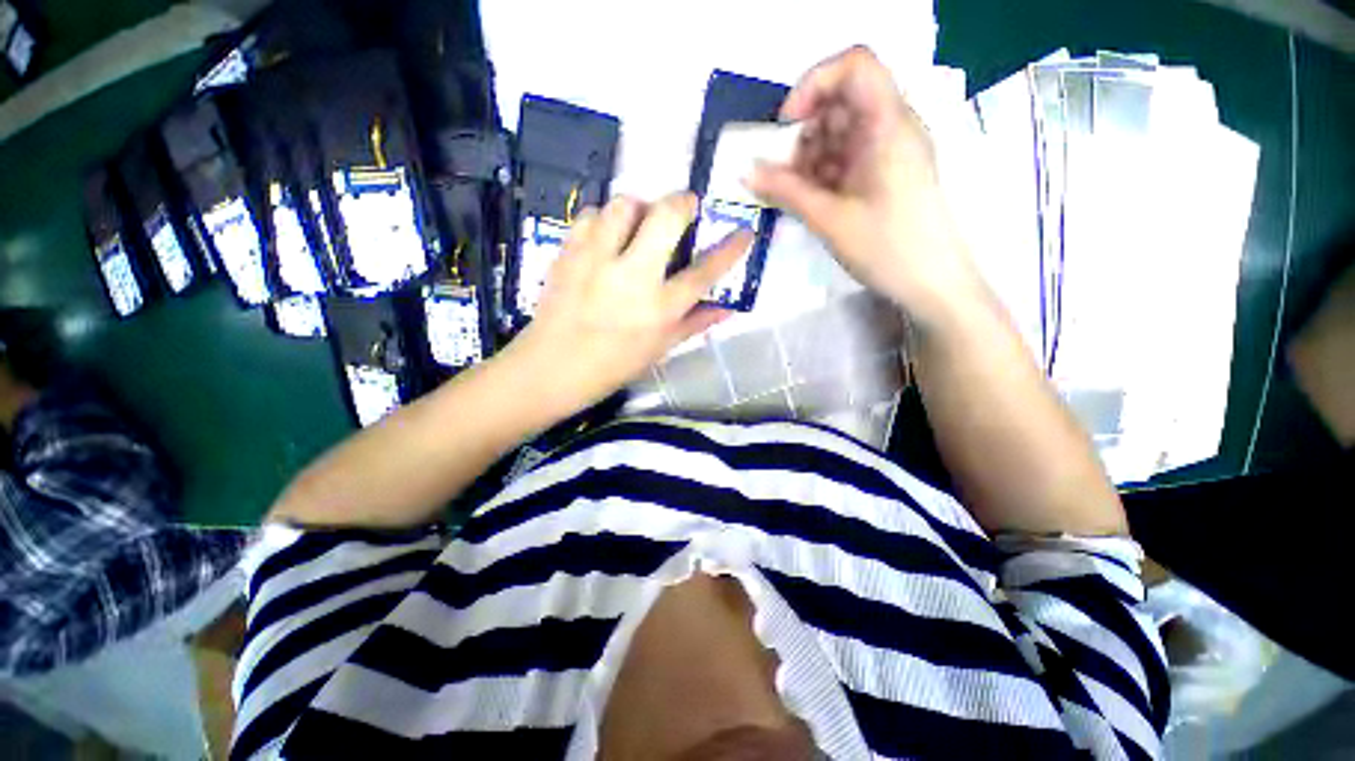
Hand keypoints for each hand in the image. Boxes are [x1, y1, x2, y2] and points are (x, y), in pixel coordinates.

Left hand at [504, 193, 751, 417]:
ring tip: (639, 223)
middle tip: (685, 207)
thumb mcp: (659, 349)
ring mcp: (597, 261)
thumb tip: (726, 309)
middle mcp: (632, 277)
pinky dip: (605, 219)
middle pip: (665, 217)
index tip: (744, 232)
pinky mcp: (568, 253)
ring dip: (639, 207)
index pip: (703, 272)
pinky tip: (606, 236)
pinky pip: (591, 215)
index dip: (729, 249)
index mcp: (659, 309)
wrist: (551, 368)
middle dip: (682, 201)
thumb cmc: (612, 366)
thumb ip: (694, 324)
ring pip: (624, 204)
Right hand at [748, 46, 985, 322]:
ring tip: (791, 193)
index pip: (854, 65)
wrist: (931, 284)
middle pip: (841, 101)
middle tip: (780, 171)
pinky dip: (821, 174)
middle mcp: (891, 128)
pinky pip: (846, 158)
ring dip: (808, 157)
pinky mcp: (883, 174)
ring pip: (839, 133)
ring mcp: (888, 152)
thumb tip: (745, 171)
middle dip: (803, 132)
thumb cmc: (887, 248)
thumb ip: (786, 191)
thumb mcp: (830, 219)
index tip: (787, 125)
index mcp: (888, 125)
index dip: (814, 83)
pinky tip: (807, 199)